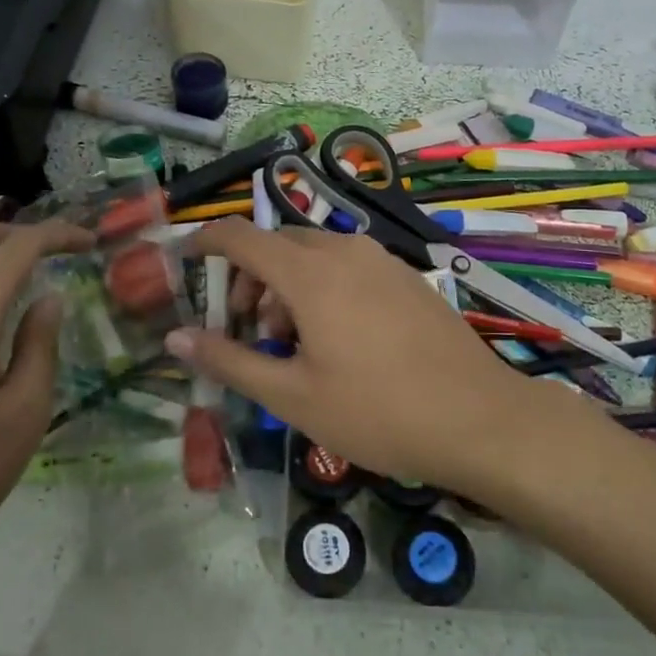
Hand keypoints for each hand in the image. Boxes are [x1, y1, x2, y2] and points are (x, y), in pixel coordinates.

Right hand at [165, 220, 537, 489]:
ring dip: (286, 285)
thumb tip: (175, 338)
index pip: (241, 236)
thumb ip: (229, 361)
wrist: (480, 419)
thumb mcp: (292, 396)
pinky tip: (336, 337)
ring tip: (291, 342)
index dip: (205, 242)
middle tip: (246, 328)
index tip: (185, 260)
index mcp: (311, 273)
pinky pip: (347, 265)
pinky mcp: (405, 277)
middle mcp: (345, 252)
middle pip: (277, 244)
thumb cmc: (377, 411)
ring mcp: (381, 260)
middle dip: (249, 277)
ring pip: (313, 254)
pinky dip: (321, 286)